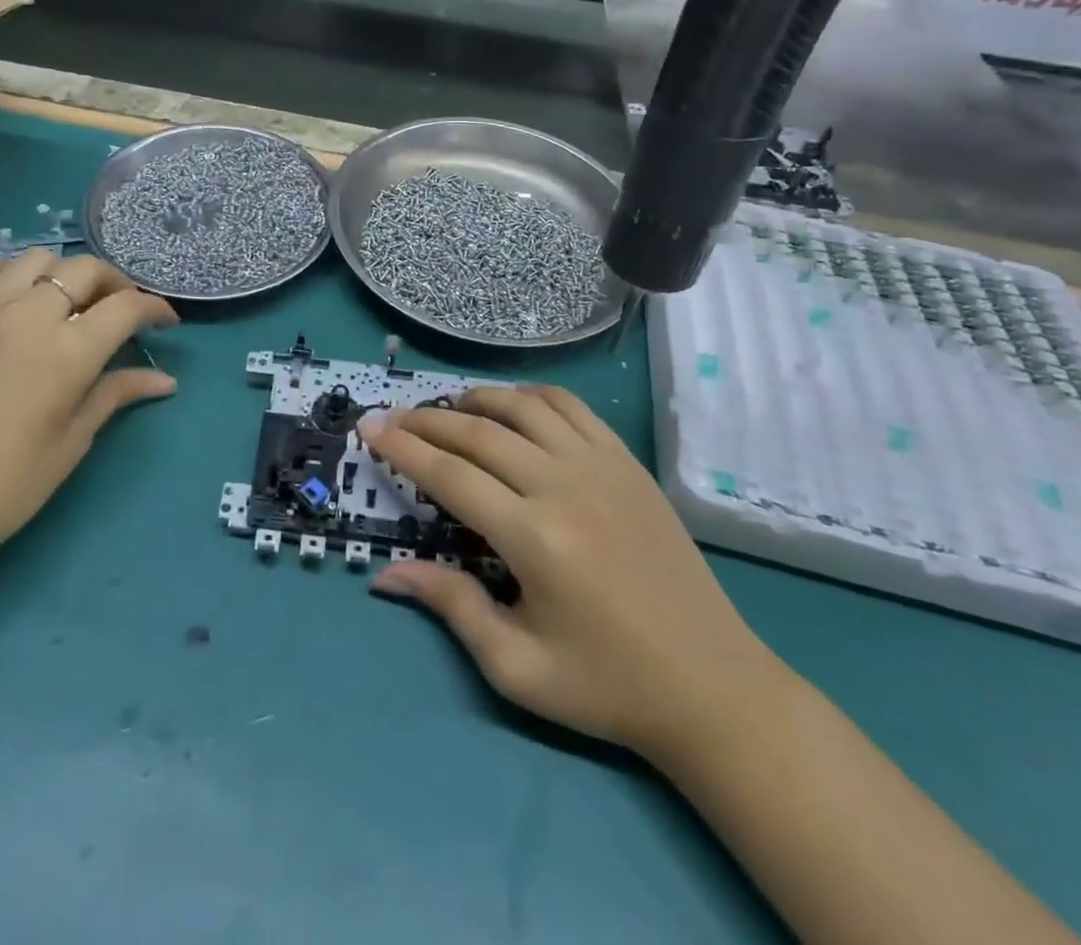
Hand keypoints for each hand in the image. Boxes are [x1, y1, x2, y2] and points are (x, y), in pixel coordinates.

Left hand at [0, 249, 177, 548]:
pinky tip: (7, 291)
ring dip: (62, 274)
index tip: (165, 322)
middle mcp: (30, 315)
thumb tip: (164, 381)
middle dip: (115, 284)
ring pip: (36, 259)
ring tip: (66, 302)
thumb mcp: (70, 444)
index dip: (155, 308)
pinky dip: (0, 267)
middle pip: (86, 270)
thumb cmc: (0, 487)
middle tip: (120, 312)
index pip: (127, 306)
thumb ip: (114, 396)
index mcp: (69, 352)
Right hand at [359, 386, 786, 767]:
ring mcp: (602, 467)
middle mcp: (563, 486)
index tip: (370, 427)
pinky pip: (573, 408)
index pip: (450, 475)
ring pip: (524, 407)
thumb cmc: (607, 685)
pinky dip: (534, 396)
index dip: (403, 448)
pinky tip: (515, 405)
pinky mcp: (628, 464)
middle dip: (428, 421)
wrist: (711, 684)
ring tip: (450, 408)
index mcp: (533, 537)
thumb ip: (451, 606)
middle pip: (480, 433)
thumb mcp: (518, 666)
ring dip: (479, 400)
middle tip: (395, 417)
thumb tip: (386, 574)